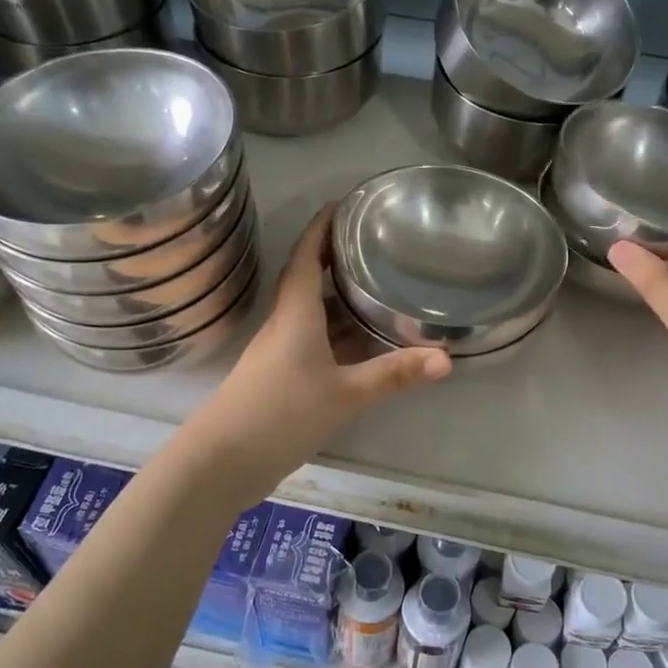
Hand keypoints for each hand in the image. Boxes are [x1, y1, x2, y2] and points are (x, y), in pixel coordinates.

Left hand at [192, 205, 449, 485]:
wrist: (221, 463)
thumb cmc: (281, 413)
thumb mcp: (345, 394)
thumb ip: (394, 374)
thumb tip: (447, 358)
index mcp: (296, 313)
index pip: (306, 256)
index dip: (321, 228)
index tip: (342, 204)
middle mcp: (285, 325)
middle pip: (311, 281)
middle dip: (338, 260)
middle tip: (375, 245)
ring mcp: (280, 354)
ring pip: (314, 316)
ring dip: (341, 301)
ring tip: (378, 288)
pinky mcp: (281, 380)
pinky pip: (315, 344)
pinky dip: (340, 336)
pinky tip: (364, 346)